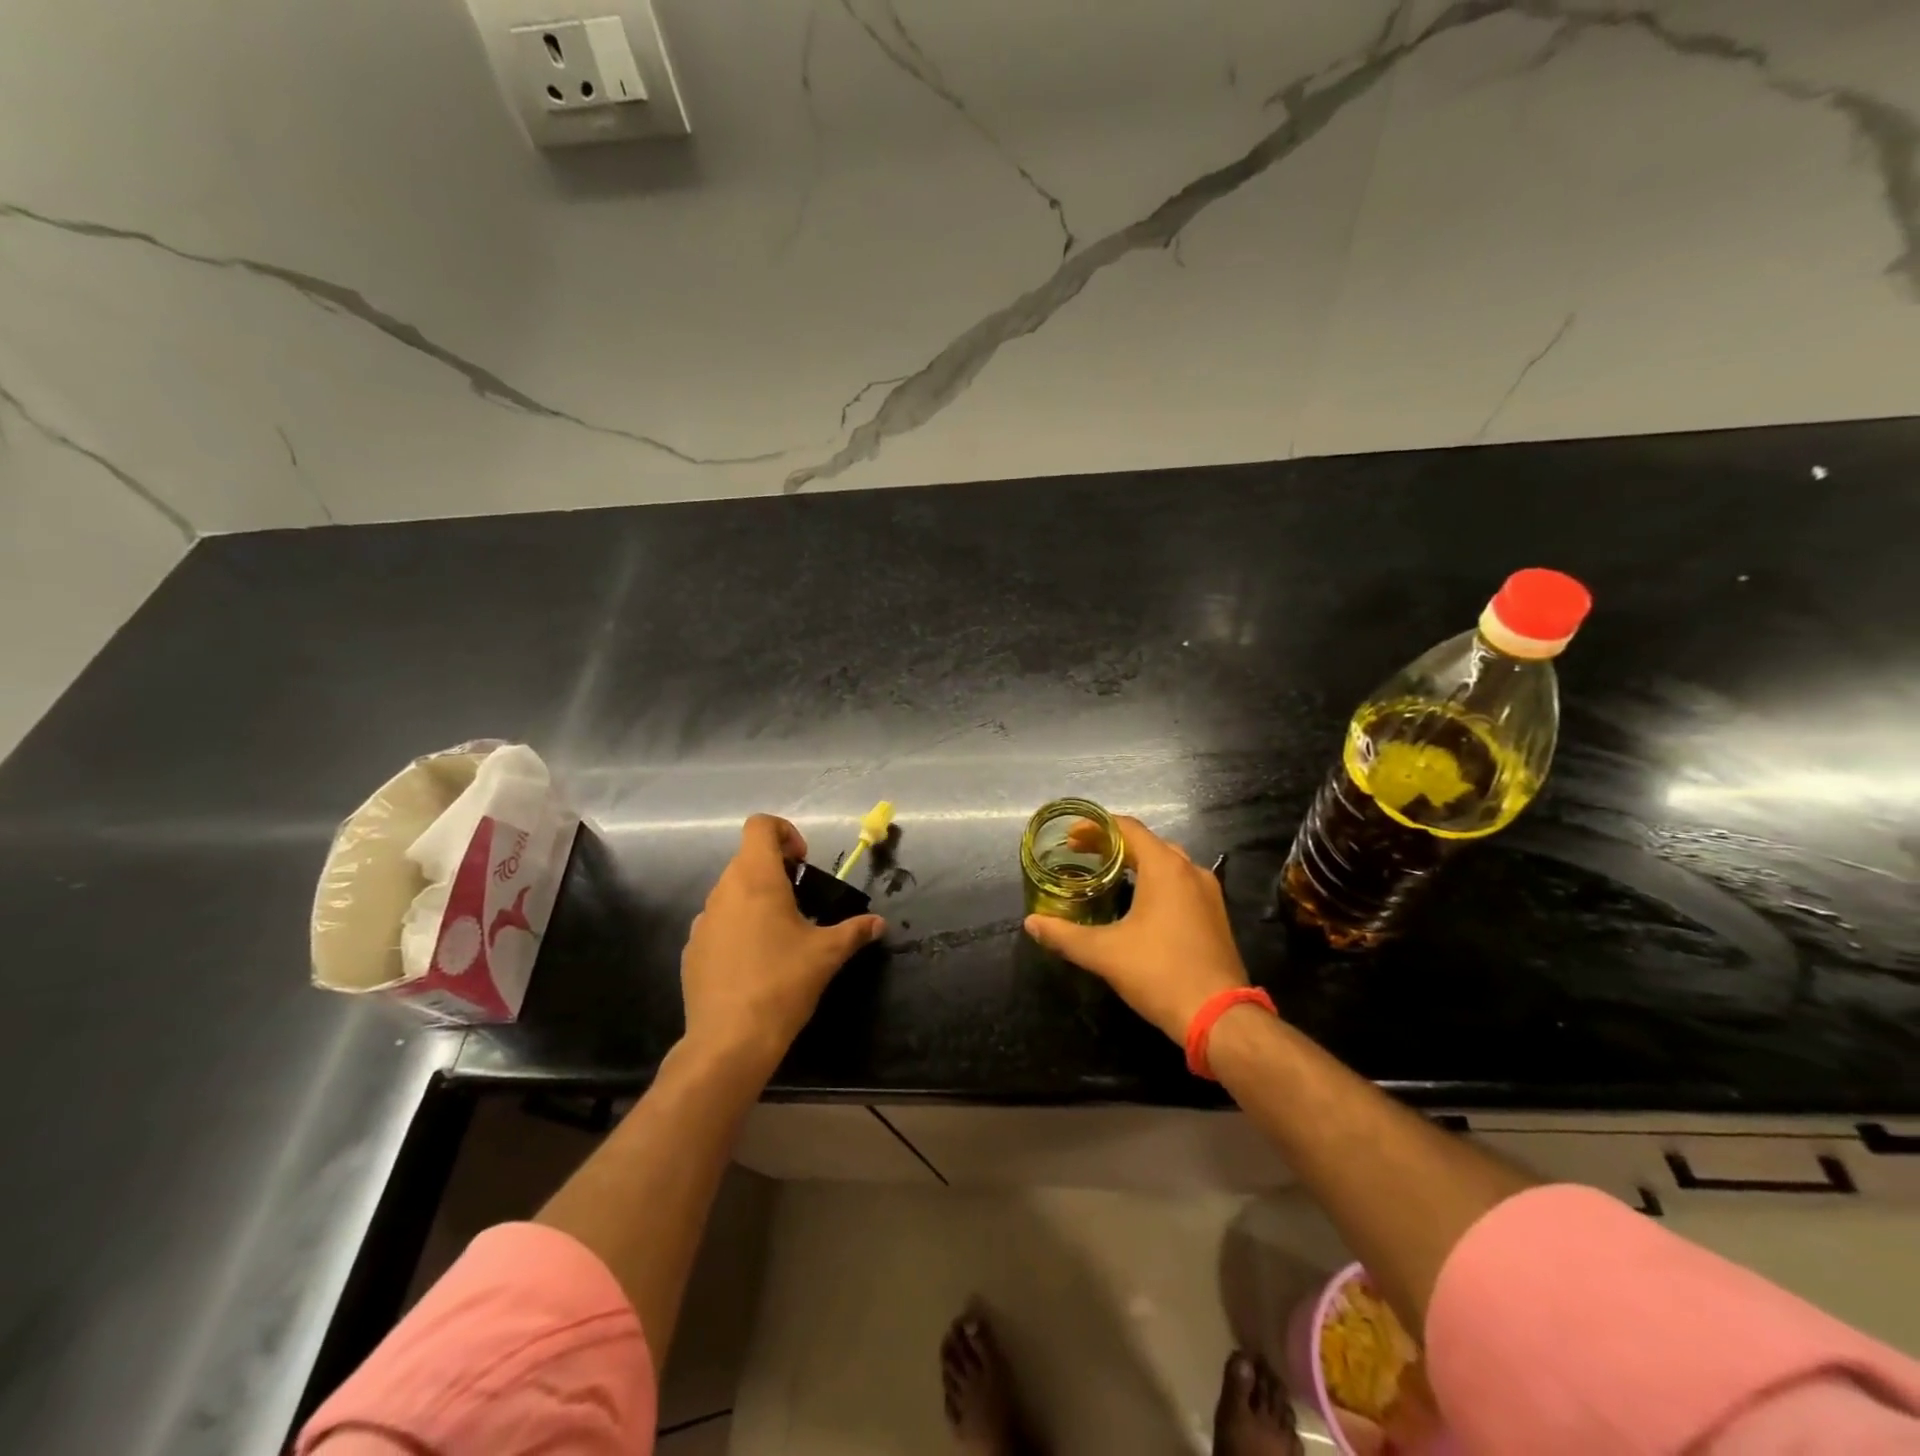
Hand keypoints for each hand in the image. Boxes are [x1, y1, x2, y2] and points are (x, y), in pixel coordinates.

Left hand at [681, 815, 884, 1076]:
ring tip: (780, 936)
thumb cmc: (783, 983)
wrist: (730, 1040)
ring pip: (731, 893)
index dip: (785, 833)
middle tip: (801, 902)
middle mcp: (723, 891)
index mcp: (755, 879)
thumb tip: (879, 924)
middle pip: (747, 859)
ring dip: (756, 901)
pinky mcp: (691, 951)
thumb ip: (855, 931)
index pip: (760, 826)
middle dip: (776, 871)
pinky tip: (755, 964)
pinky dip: (738, 929)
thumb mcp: (827, 954)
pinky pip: (718, 924)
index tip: (803, 865)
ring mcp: (702, 922)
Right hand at [1023, 816, 1248, 1042]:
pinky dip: (1155, 882)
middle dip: (1113, 845)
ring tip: (1107, 876)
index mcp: (1166, 868)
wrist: (1220, 1017)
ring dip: (1137, 863)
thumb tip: (1031, 922)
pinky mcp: (1215, 916)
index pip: (1128, 828)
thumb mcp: (1104, 953)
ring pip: (1168, 863)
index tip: (1070, 838)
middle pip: (1148, 843)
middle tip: (1083, 856)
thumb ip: (1064, 934)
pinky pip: (1181, 884)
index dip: (1096, 827)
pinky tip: (1138, 905)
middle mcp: (1191, 871)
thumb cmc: (1160, 973)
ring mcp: (1208, 894)